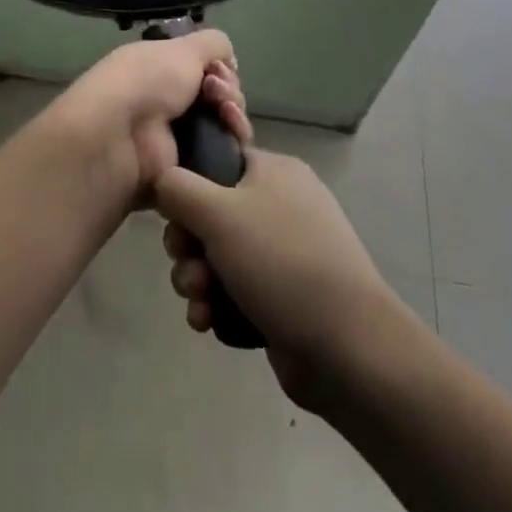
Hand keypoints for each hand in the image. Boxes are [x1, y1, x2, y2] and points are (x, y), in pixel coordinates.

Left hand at [50, 31, 249, 201]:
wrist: (119, 136)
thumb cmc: (147, 81)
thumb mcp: (182, 48)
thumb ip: (211, 44)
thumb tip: (227, 59)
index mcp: (159, 69)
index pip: (204, 69)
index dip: (220, 67)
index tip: (219, 70)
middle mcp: (166, 102)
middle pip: (218, 97)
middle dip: (229, 92)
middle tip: (218, 95)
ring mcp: (175, 137)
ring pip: (224, 126)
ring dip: (234, 116)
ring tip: (226, 114)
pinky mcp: (184, 170)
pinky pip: (221, 157)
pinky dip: (232, 145)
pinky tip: (233, 137)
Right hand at [155, 147, 410, 411]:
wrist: (349, 349)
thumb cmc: (281, 263)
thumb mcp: (218, 212)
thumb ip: (177, 187)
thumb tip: (162, 180)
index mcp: (274, 172)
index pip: (216, 162)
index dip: (187, 187)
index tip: (173, 215)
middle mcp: (280, 206)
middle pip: (210, 213)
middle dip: (188, 245)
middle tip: (186, 263)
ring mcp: (284, 255)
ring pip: (217, 256)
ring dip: (196, 278)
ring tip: (200, 300)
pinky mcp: (282, 298)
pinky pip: (234, 290)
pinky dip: (216, 304)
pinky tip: (208, 322)